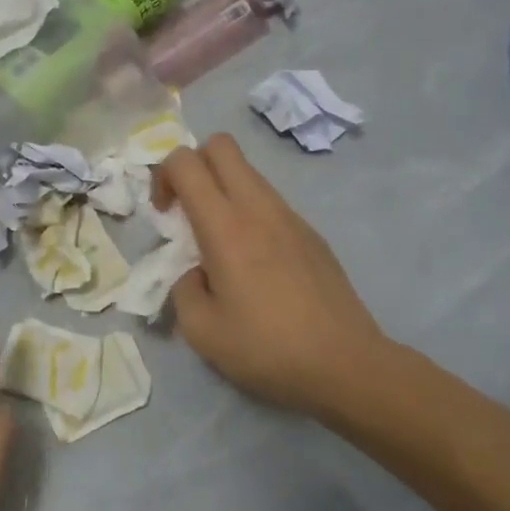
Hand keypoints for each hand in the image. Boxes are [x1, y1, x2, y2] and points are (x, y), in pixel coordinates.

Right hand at [156, 135, 392, 419]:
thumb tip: (194, 272)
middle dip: (194, 165)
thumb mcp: (202, 331)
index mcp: (225, 226)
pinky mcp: (312, 233)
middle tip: (188, 209)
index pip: (185, 162)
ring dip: (223, 189)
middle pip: (221, 145)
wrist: (346, 365)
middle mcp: (258, 207)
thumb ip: (182, 288)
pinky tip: (256, 264)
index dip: (163, 175)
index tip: (164, 215)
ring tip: (220, 242)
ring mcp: (290, 216)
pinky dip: (250, 213)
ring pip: (248, 172)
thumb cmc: (267, 348)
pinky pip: (270, 202)